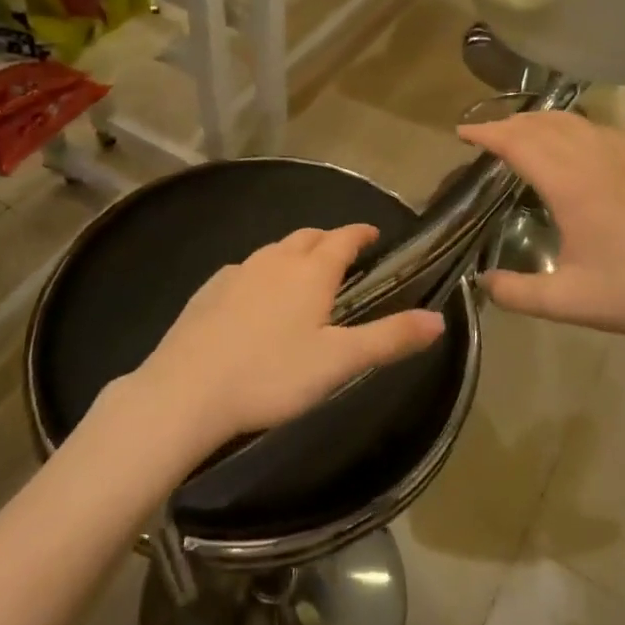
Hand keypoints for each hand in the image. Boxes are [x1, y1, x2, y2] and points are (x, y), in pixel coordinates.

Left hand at [129, 225, 445, 455]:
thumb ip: (390, 338)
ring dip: (294, 254)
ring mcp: (237, 272)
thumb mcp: (339, 362)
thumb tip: (438, 319)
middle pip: (308, 237)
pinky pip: (244, 270)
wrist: (186, 391)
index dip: (361, 233)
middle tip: (343, 256)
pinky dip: (261, 273)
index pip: (343, 238)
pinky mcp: (208, 290)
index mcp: (310, 271)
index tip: (374, 235)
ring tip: (302, 275)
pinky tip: (255, 298)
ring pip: (274, 250)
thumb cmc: (271, 375)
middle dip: (329, 240)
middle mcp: (275, 260)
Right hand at [458, 111, 624, 348]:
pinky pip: (598, 130)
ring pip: (572, 121)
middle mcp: (594, 161)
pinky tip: (570, 141)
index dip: (488, 133)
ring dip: (538, 120)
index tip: (461, 133)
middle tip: (481, 135)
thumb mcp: (564, 301)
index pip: (521, 143)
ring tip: (516, 132)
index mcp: (572, 186)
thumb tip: (481, 282)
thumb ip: (514, 293)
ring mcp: (622, 159)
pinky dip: (571, 126)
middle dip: (507, 123)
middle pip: (543, 124)